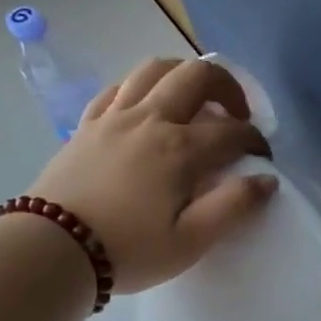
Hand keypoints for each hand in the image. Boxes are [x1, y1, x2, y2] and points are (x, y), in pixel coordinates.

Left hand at [28, 57, 275, 292]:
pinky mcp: (87, 125)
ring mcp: (114, 117)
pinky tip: (147, 108)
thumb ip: (234, 207)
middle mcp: (150, 120)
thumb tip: (266, 180)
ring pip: (154, 69)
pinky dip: (142, 88)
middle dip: (228, 88)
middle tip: (236, 116)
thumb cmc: (129, 250)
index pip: (232, 131)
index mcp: (180, 149)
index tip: (262, 160)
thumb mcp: (191, 241)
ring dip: (183, 76)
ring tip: (195, 102)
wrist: (53, 249)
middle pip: (196, 76)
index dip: (255, 141)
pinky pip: (118, 88)